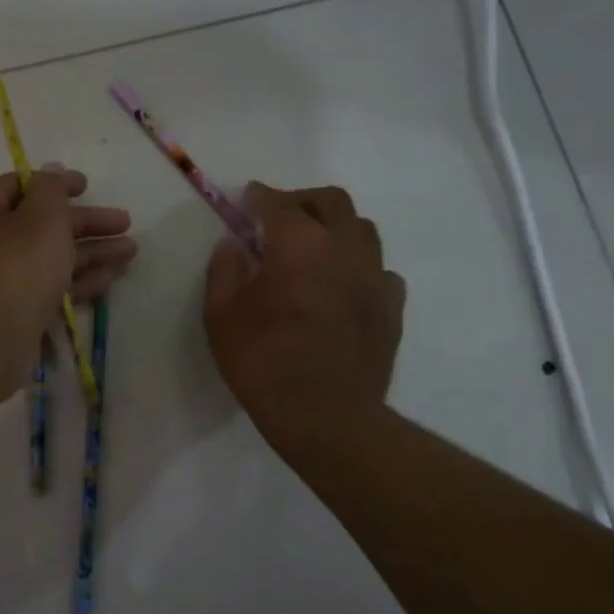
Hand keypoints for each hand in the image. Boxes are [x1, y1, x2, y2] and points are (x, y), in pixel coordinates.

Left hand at [0, 168, 134, 397]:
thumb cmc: (15, 264)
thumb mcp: (41, 215)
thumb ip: (52, 189)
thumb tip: (52, 171)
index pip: (21, 185)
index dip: (57, 183)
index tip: (89, 186)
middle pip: (41, 223)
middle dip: (86, 224)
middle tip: (126, 223)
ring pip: (50, 257)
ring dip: (91, 252)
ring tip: (131, 252)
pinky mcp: (14, 310)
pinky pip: (49, 287)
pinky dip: (78, 280)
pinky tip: (110, 279)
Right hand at [203, 183, 405, 446]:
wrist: (325, 417)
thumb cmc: (264, 364)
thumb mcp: (222, 317)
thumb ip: (224, 271)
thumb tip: (233, 245)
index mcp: (299, 245)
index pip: (278, 203)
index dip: (258, 197)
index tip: (245, 200)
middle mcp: (344, 248)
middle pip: (331, 201)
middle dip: (301, 201)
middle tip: (279, 219)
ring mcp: (375, 276)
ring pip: (362, 229)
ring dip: (335, 227)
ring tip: (313, 249)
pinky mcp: (392, 306)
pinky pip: (379, 269)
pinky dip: (358, 266)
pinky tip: (342, 286)